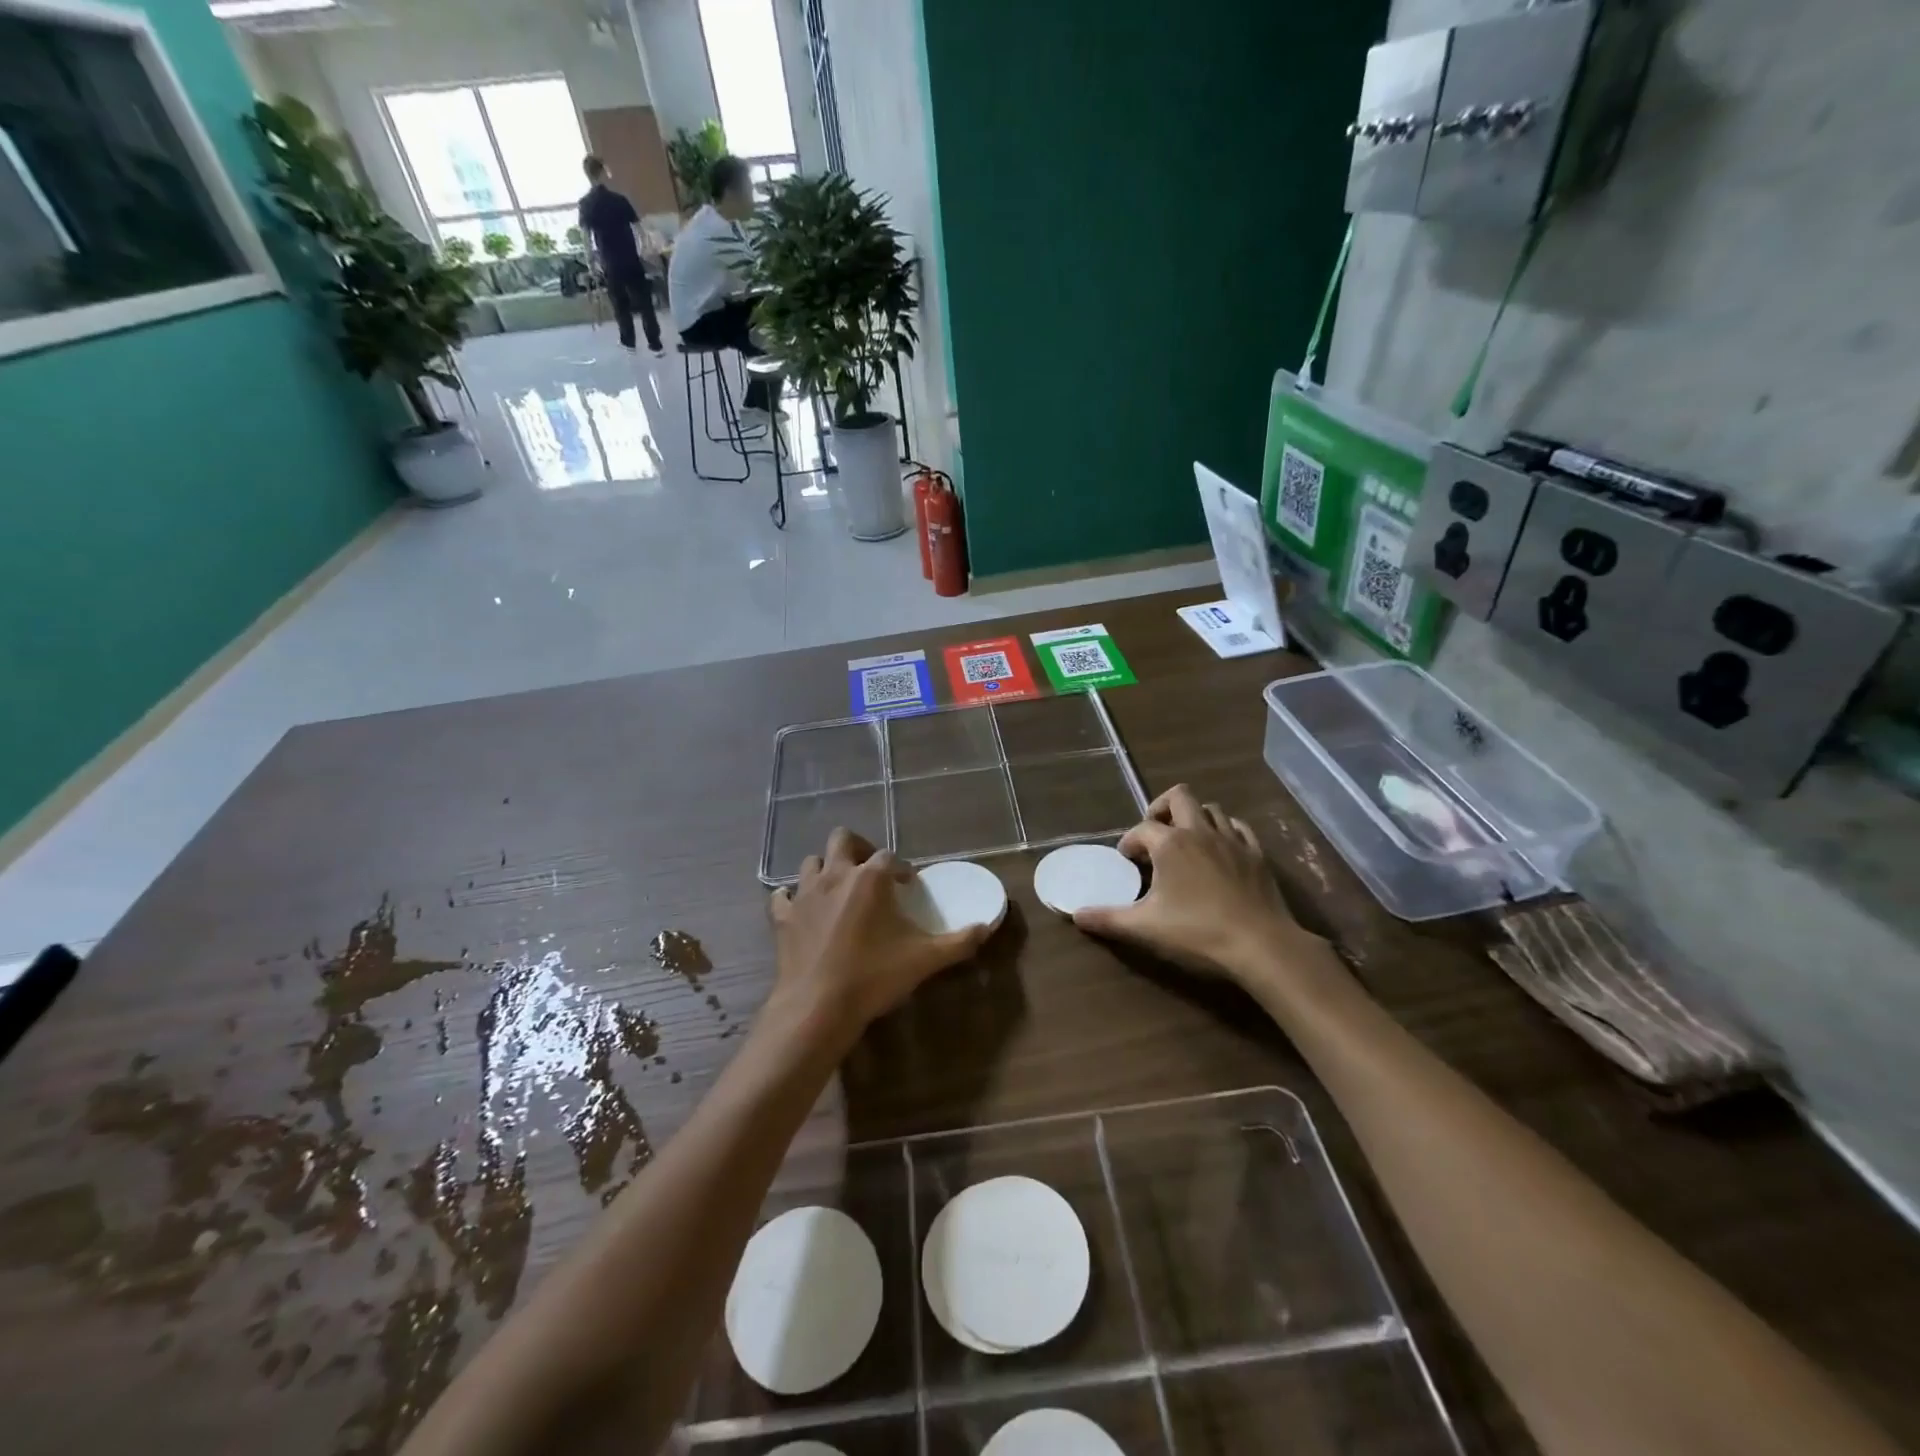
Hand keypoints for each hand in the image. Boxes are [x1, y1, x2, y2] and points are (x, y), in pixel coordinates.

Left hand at [767, 829, 991, 1052]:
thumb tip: (987, 928)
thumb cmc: (873, 976)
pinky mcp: (782, 917)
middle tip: (869, 872)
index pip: (889, 856)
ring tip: (839, 890)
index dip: (900, 869)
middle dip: (858, 848)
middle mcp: (835, 875)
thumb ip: (959, 942)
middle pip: (843, 839)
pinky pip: (782, 896)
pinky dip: (792, 898)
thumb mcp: (925, 960)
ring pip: (811, 862)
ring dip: (825, 869)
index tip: (907, 886)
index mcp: (870, 878)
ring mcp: (804, 894)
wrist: (817, 1007)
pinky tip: (803, 911)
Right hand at [1073, 786, 1323, 984]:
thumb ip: (1108, 919)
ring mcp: (1232, 840)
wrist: (1260, 944)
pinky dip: (1225, 830)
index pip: (1142, 828)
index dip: (1129, 841)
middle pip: (1180, 797)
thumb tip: (1076, 915)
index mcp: (1171, 843)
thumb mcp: (1145, 927)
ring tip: (1186, 841)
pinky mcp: (1257, 855)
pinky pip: (1239, 827)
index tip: (1126, 859)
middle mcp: (1200, 831)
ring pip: (1212, 809)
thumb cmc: (1197, 931)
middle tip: (1155, 833)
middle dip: (1162, 808)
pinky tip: (1220, 850)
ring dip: (1194, 817)